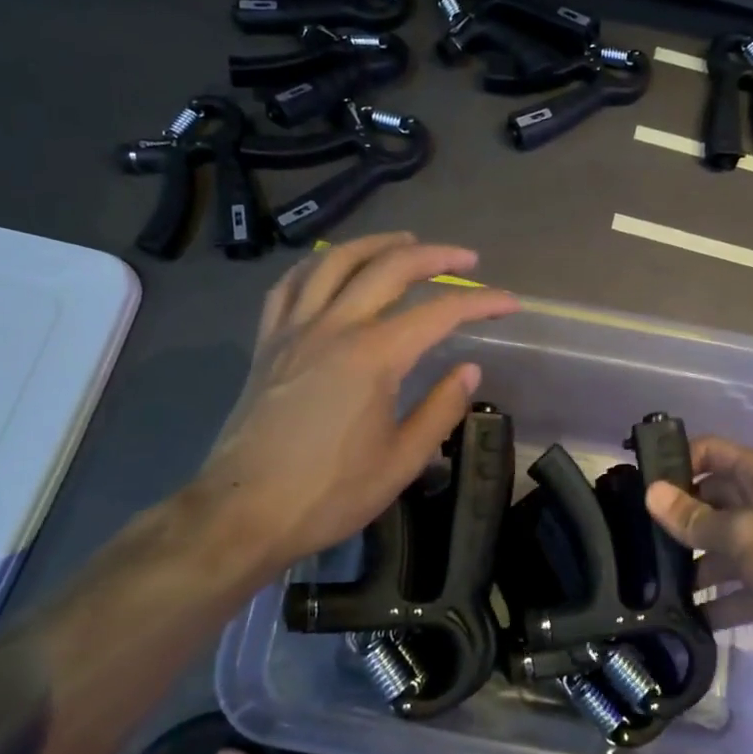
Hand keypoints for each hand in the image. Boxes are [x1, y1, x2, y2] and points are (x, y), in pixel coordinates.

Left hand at [194, 234, 517, 573]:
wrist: (243, 512)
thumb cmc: (329, 493)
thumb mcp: (401, 461)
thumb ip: (440, 409)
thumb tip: (468, 369)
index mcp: (373, 356)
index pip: (438, 313)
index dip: (480, 302)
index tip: (509, 302)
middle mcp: (333, 328)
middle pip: (388, 268)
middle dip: (433, 256)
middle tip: (465, 258)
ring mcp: (294, 331)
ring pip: (334, 262)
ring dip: (375, 243)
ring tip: (404, 240)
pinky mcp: (267, 344)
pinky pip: (289, 286)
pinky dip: (316, 265)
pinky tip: (330, 267)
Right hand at [645, 436, 752, 674]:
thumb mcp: (746, 536)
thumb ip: (696, 519)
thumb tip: (651, 493)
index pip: (711, 453)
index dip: (677, 461)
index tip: (640, 484)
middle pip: (713, 502)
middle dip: (679, 519)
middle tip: (635, 541)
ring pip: (724, 548)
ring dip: (695, 565)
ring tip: (653, 585)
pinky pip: (742, 589)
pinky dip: (720, 601)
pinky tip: (687, 618)